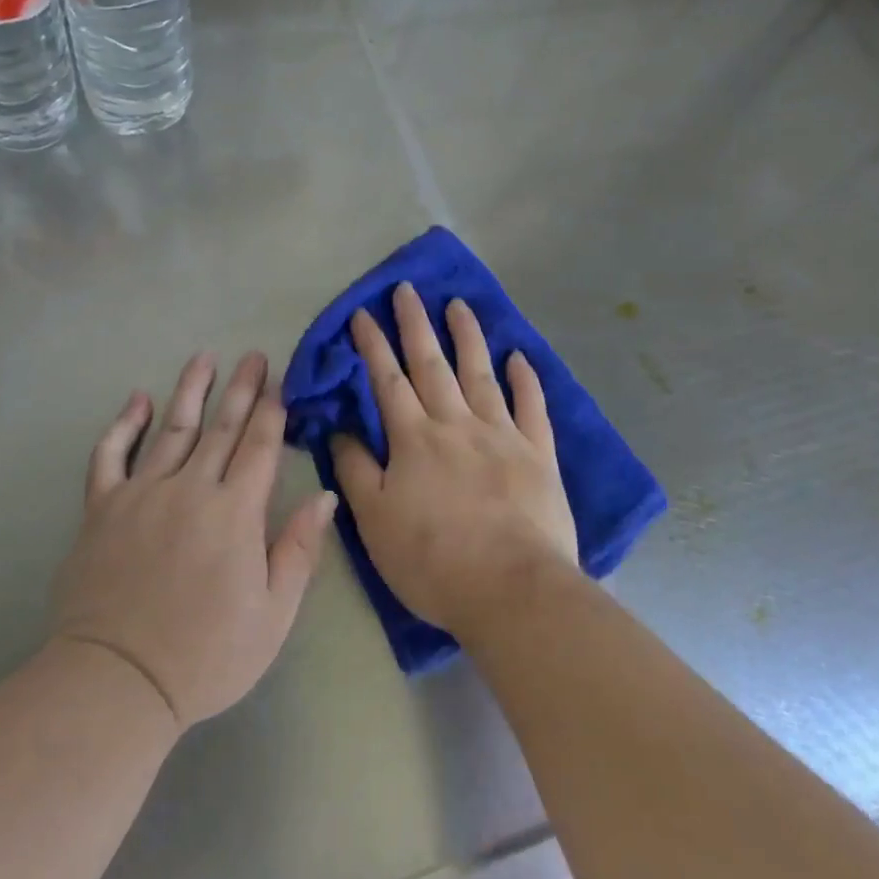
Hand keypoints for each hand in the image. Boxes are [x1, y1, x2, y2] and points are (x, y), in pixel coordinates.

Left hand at [50, 352, 335, 731]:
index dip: (272, 411)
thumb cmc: (207, 655)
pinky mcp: (102, 508)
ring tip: (204, 358)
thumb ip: (298, 549)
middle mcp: (190, 489)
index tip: (280, 380)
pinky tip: (137, 399)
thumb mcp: (274, 614)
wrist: (118, 681)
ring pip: (171, 429)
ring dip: (190, 391)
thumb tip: (322, 495)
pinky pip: (110, 455)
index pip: (260, 447)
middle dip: (241, 389)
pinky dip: (123, 425)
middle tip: (253, 355)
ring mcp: (142, 494)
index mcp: (235, 512)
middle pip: (222, 428)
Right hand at [332, 283, 579, 643]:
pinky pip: (532, 407)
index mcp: (414, 439)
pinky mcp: (539, 455)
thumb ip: (356, 470)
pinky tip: (519, 356)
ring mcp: (502, 435)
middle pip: (432, 364)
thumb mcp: (374, 520)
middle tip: (407, 289)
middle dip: (415, 324)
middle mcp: (456, 424)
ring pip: (481, 374)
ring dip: (468, 337)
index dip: (373, 345)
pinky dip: (526, 379)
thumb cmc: (432, 560)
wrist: (511, 589)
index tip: (363, 312)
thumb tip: (339, 429)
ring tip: (458, 304)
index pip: (387, 381)